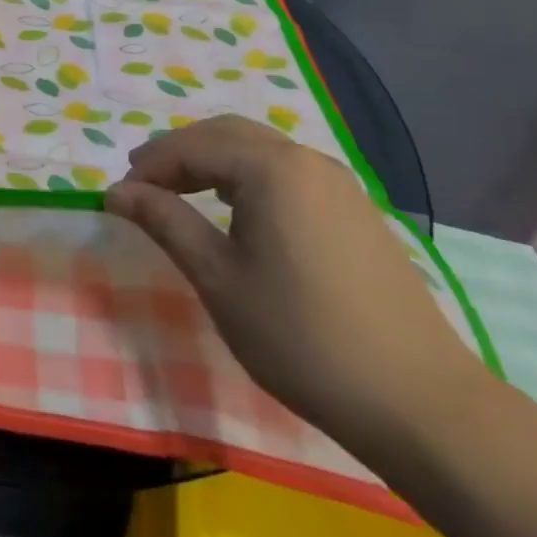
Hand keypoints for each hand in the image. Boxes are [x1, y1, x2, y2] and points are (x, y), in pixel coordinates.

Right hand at [105, 115, 486, 446]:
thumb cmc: (301, 336)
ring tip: (182, 193)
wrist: (419, 402)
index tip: (120, 193)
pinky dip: (249, 176)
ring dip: (214, 161)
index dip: (151, 165)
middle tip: (144, 183)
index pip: (193, 146)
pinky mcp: (357, 211)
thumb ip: (165, 222)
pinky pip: (288, 172)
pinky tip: (239, 210)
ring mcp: (339, 183)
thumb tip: (117, 191)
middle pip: (227, 133)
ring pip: (260, 149)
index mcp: (271, 167)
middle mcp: (306, 159)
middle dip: (180, 152)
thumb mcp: (218, 279)